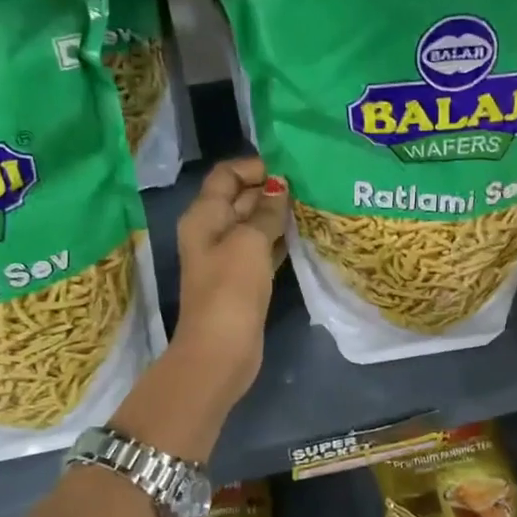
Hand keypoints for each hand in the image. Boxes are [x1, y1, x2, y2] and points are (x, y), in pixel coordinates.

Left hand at [171, 157, 288, 400]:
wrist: (221, 350)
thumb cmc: (231, 289)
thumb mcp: (249, 242)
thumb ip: (266, 211)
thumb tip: (279, 186)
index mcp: (203, 216)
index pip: (225, 175)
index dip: (253, 167)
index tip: (288, 169)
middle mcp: (212, 231)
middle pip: (240, 198)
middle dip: (270, 189)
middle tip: (309, 185)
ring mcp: (227, 258)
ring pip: (254, 224)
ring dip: (278, 215)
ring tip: (312, 205)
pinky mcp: (243, 280)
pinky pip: (262, 249)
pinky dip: (279, 240)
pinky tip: (304, 235)